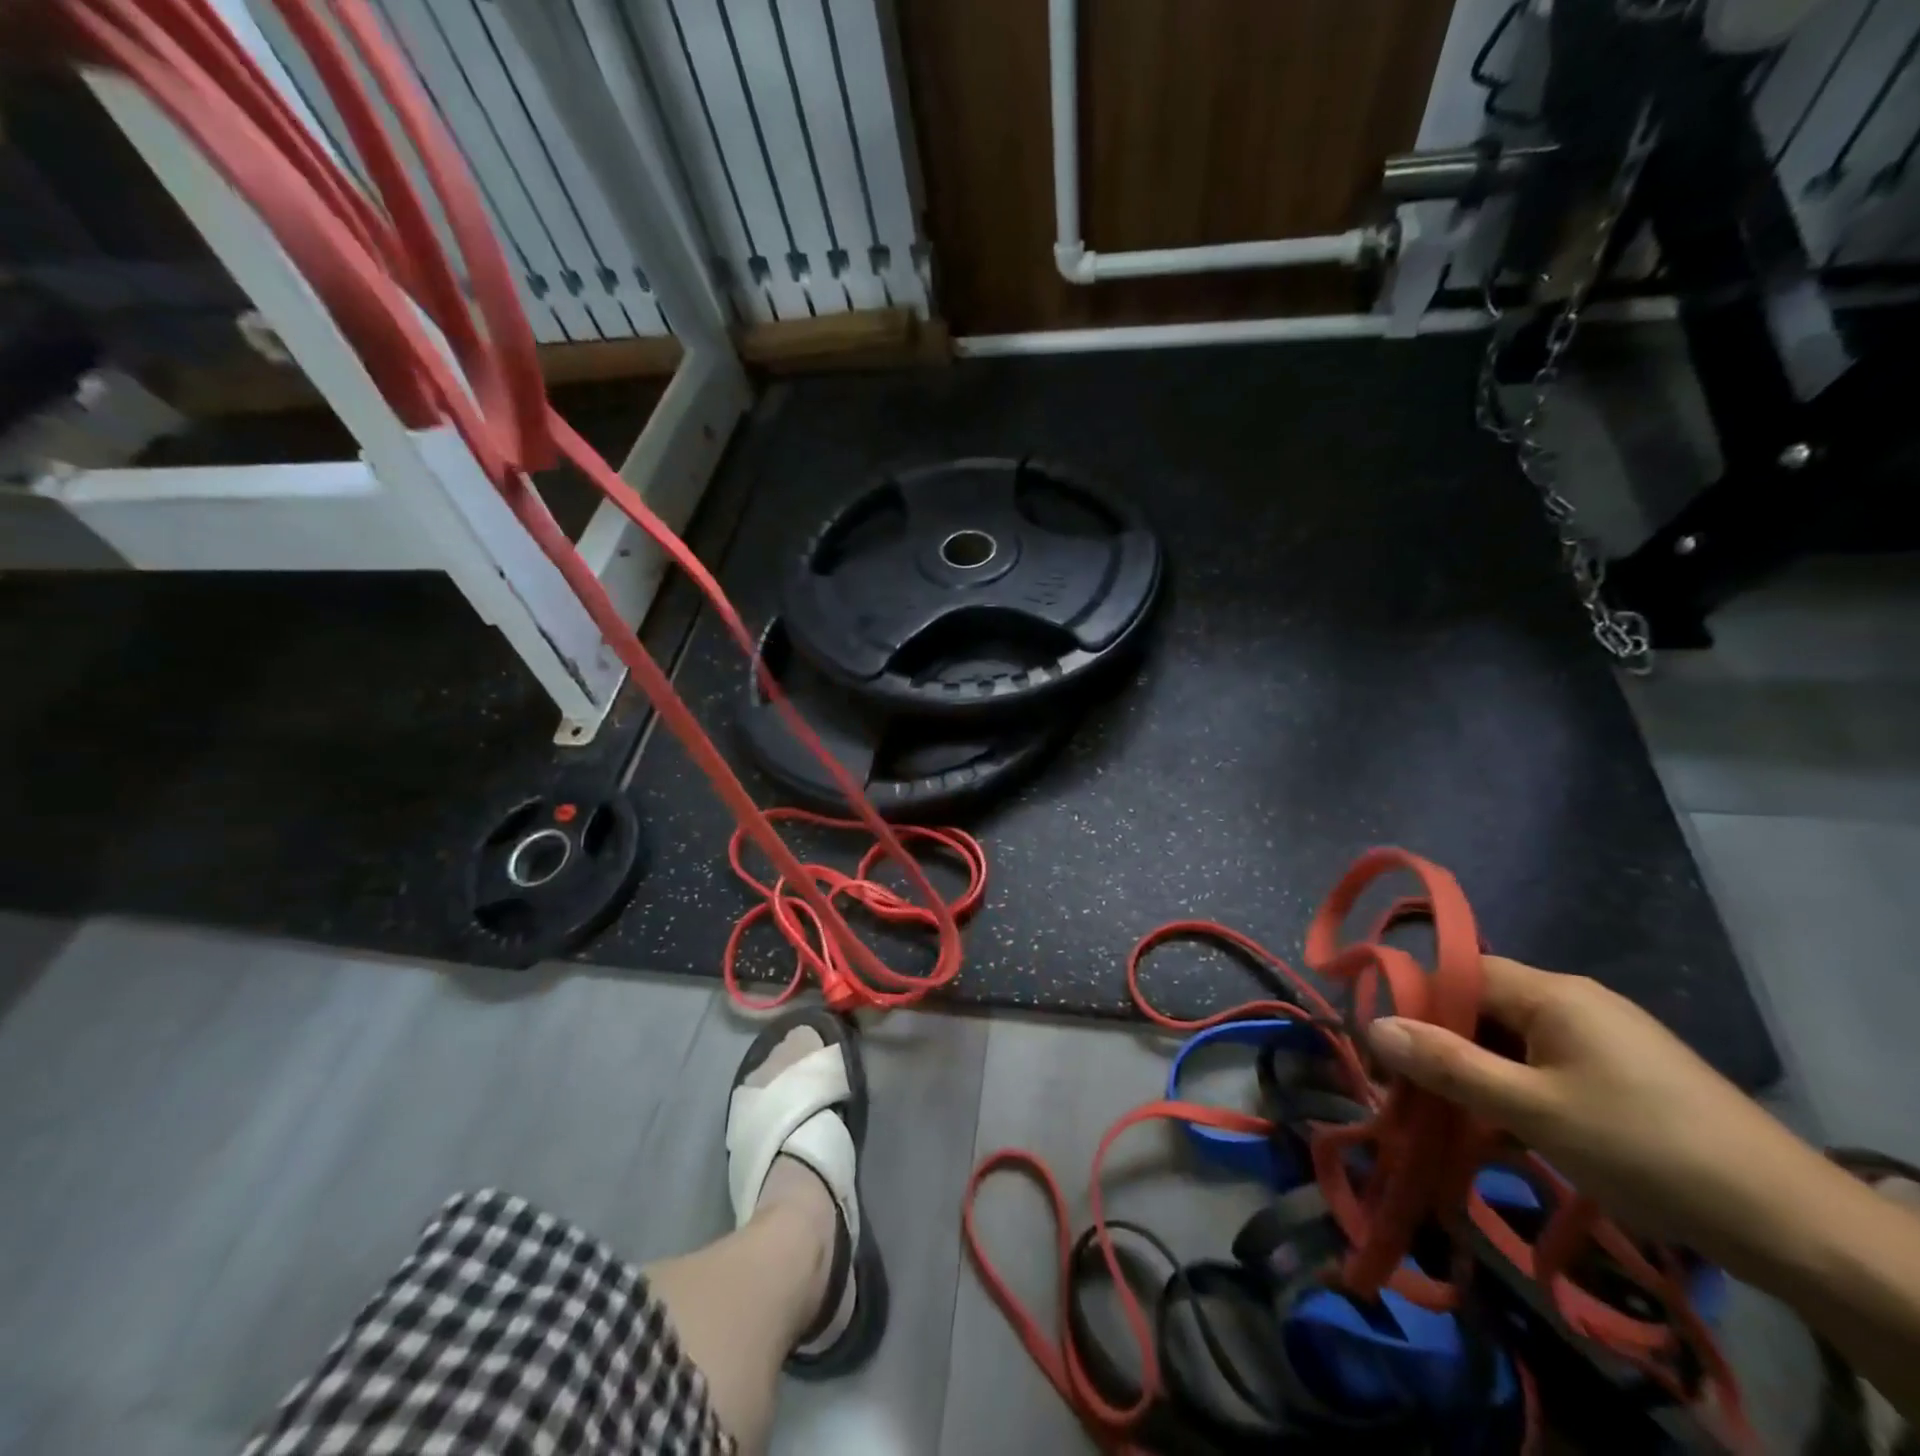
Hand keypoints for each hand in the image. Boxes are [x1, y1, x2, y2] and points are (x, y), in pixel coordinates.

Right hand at [1365, 956, 1834, 1273]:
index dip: (1414, 1001)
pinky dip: (1515, 1086)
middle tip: (1411, 1091)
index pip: (1459, 972)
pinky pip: (1545, 1062)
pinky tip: (1508, 1125)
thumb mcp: (1533, 1109)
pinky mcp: (1624, 1072)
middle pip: (1483, 1005)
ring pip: (1512, 1038)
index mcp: (1552, 992)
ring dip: (1477, 1071)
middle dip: (1442, 1043)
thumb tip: (1371, 1025)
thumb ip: (1448, 1065)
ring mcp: (1604, 1036)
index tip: (1383, 1047)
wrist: (1792, 1224)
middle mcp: (1575, 999)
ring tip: (1453, 1116)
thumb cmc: (1644, 1148)